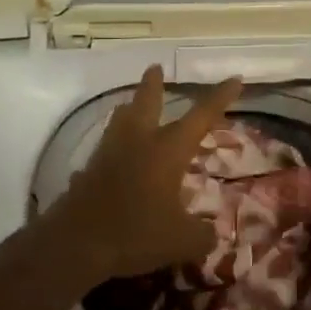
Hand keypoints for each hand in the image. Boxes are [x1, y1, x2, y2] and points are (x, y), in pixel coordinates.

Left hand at [43, 65, 243, 285]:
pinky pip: (105, 149)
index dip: (220, 97)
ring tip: (132, 105)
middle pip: (147, 102)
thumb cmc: (136, 233)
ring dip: (130, 108)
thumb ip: (202, 235)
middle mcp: (139, 142)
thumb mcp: (181, 241)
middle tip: (155, 66)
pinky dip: (113, 146)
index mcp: (168, 150)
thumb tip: (212, 235)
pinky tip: (114, 159)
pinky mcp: (89, 171)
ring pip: (120, 120)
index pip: (201, 116)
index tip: (234, 79)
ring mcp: (109, 154)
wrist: (76, 243)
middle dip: (154, 84)